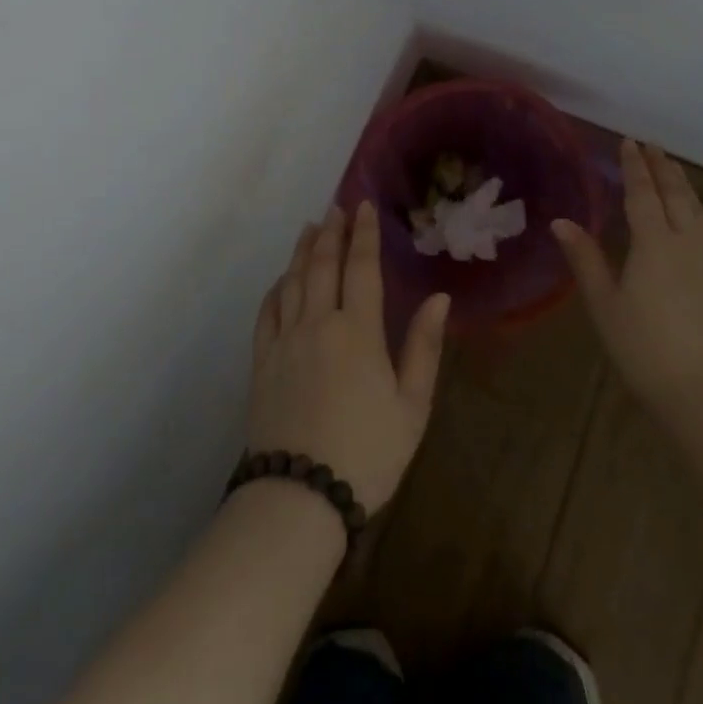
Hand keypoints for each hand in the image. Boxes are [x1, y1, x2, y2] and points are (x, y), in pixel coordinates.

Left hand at [247, 203, 449, 513]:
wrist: (300, 497)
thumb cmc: (367, 452)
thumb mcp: (411, 406)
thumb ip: (424, 347)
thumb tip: (439, 298)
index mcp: (358, 330)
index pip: (361, 267)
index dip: (363, 234)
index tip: (363, 206)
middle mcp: (318, 323)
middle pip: (322, 265)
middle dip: (331, 232)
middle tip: (336, 208)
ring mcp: (285, 341)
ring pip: (292, 282)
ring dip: (301, 251)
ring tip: (309, 228)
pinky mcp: (262, 362)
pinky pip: (267, 312)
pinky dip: (275, 288)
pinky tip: (281, 280)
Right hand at [553, 140, 702, 429]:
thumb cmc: (644, 349)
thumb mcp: (604, 305)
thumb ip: (585, 259)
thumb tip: (561, 222)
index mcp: (654, 243)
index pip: (643, 193)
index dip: (635, 167)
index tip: (629, 142)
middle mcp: (685, 243)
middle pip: (675, 195)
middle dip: (662, 168)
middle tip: (652, 146)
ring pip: (696, 209)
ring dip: (682, 184)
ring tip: (673, 170)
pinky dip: (695, 208)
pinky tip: (692, 215)